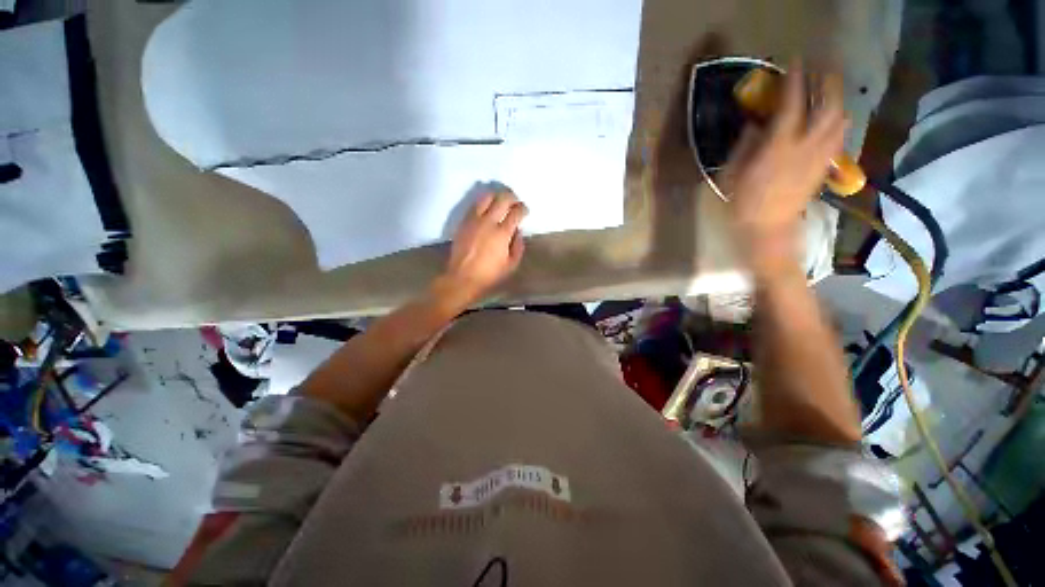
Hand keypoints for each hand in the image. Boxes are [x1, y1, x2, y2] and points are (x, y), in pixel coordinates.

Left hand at [439, 189, 526, 302]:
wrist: (462, 278)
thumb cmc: (489, 275)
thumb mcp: (511, 265)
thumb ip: (518, 246)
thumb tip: (518, 231)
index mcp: (502, 233)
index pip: (516, 212)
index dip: (523, 209)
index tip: (525, 210)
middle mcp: (488, 222)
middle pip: (502, 199)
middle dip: (512, 197)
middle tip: (515, 201)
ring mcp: (474, 220)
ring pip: (486, 197)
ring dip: (496, 195)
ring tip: (501, 200)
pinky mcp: (464, 222)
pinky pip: (474, 205)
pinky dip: (483, 202)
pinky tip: (487, 206)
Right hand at [720, 62, 846, 277]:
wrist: (768, 230)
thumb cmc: (743, 204)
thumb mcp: (733, 175)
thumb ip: (745, 146)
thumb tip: (755, 125)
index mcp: (779, 148)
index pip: (792, 105)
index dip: (795, 81)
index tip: (795, 63)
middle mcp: (806, 147)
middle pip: (827, 106)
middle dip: (827, 83)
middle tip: (821, 69)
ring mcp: (819, 156)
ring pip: (839, 118)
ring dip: (837, 99)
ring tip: (830, 89)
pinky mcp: (824, 166)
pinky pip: (840, 136)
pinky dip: (839, 120)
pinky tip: (835, 116)